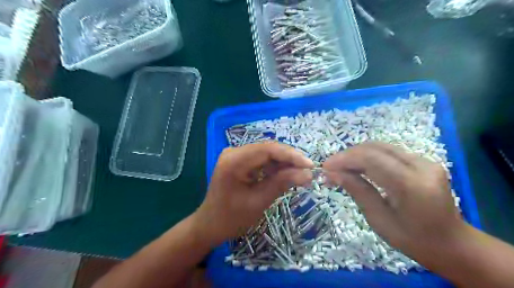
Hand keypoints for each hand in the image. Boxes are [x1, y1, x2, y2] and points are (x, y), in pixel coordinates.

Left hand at [193, 143, 312, 245]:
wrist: (210, 225)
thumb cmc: (231, 218)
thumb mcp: (259, 201)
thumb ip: (282, 183)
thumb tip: (308, 173)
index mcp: (234, 161)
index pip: (267, 149)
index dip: (291, 155)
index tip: (310, 165)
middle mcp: (234, 152)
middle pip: (268, 149)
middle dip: (289, 159)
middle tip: (308, 171)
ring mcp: (236, 155)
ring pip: (266, 154)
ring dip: (284, 163)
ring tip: (300, 175)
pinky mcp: (239, 161)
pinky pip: (261, 160)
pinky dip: (275, 167)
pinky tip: (286, 175)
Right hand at [325, 143, 466, 258]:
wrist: (452, 243)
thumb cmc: (413, 240)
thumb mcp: (379, 219)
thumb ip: (357, 190)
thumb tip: (332, 174)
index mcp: (412, 185)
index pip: (371, 160)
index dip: (344, 159)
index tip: (325, 167)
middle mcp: (421, 166)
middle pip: (375, 148)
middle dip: (348, 155)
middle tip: (331, 167)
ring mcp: (425, 160)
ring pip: (381, 146)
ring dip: (357, 154)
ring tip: (341, 167)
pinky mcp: (423, 160)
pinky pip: (389, 151)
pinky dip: (369, 156)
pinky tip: (359, 166)